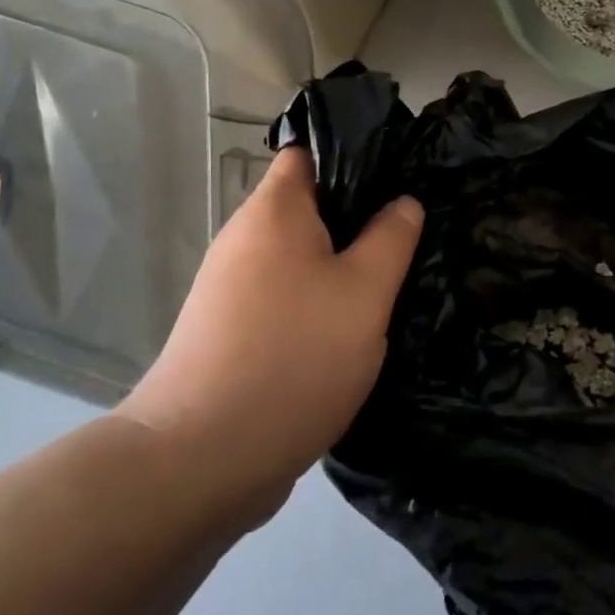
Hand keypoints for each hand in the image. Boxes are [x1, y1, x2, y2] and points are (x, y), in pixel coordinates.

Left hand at [119, 150, 422, 511]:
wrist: (202, 460)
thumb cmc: (294, 356)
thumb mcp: (365, 292)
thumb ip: (392, 238)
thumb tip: (403, 203)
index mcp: (273, 213)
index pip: (309, 154)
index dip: (355, 156)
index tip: (401, 176)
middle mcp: (244, 241)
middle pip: (310, 209)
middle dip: (360, 219)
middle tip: (412, 235)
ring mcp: (232, 291)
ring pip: (302, 260)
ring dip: (343, 269)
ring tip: (394, 283)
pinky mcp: (232, 334)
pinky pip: (288, 299)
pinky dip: (321, 305)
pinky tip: (355, 331)